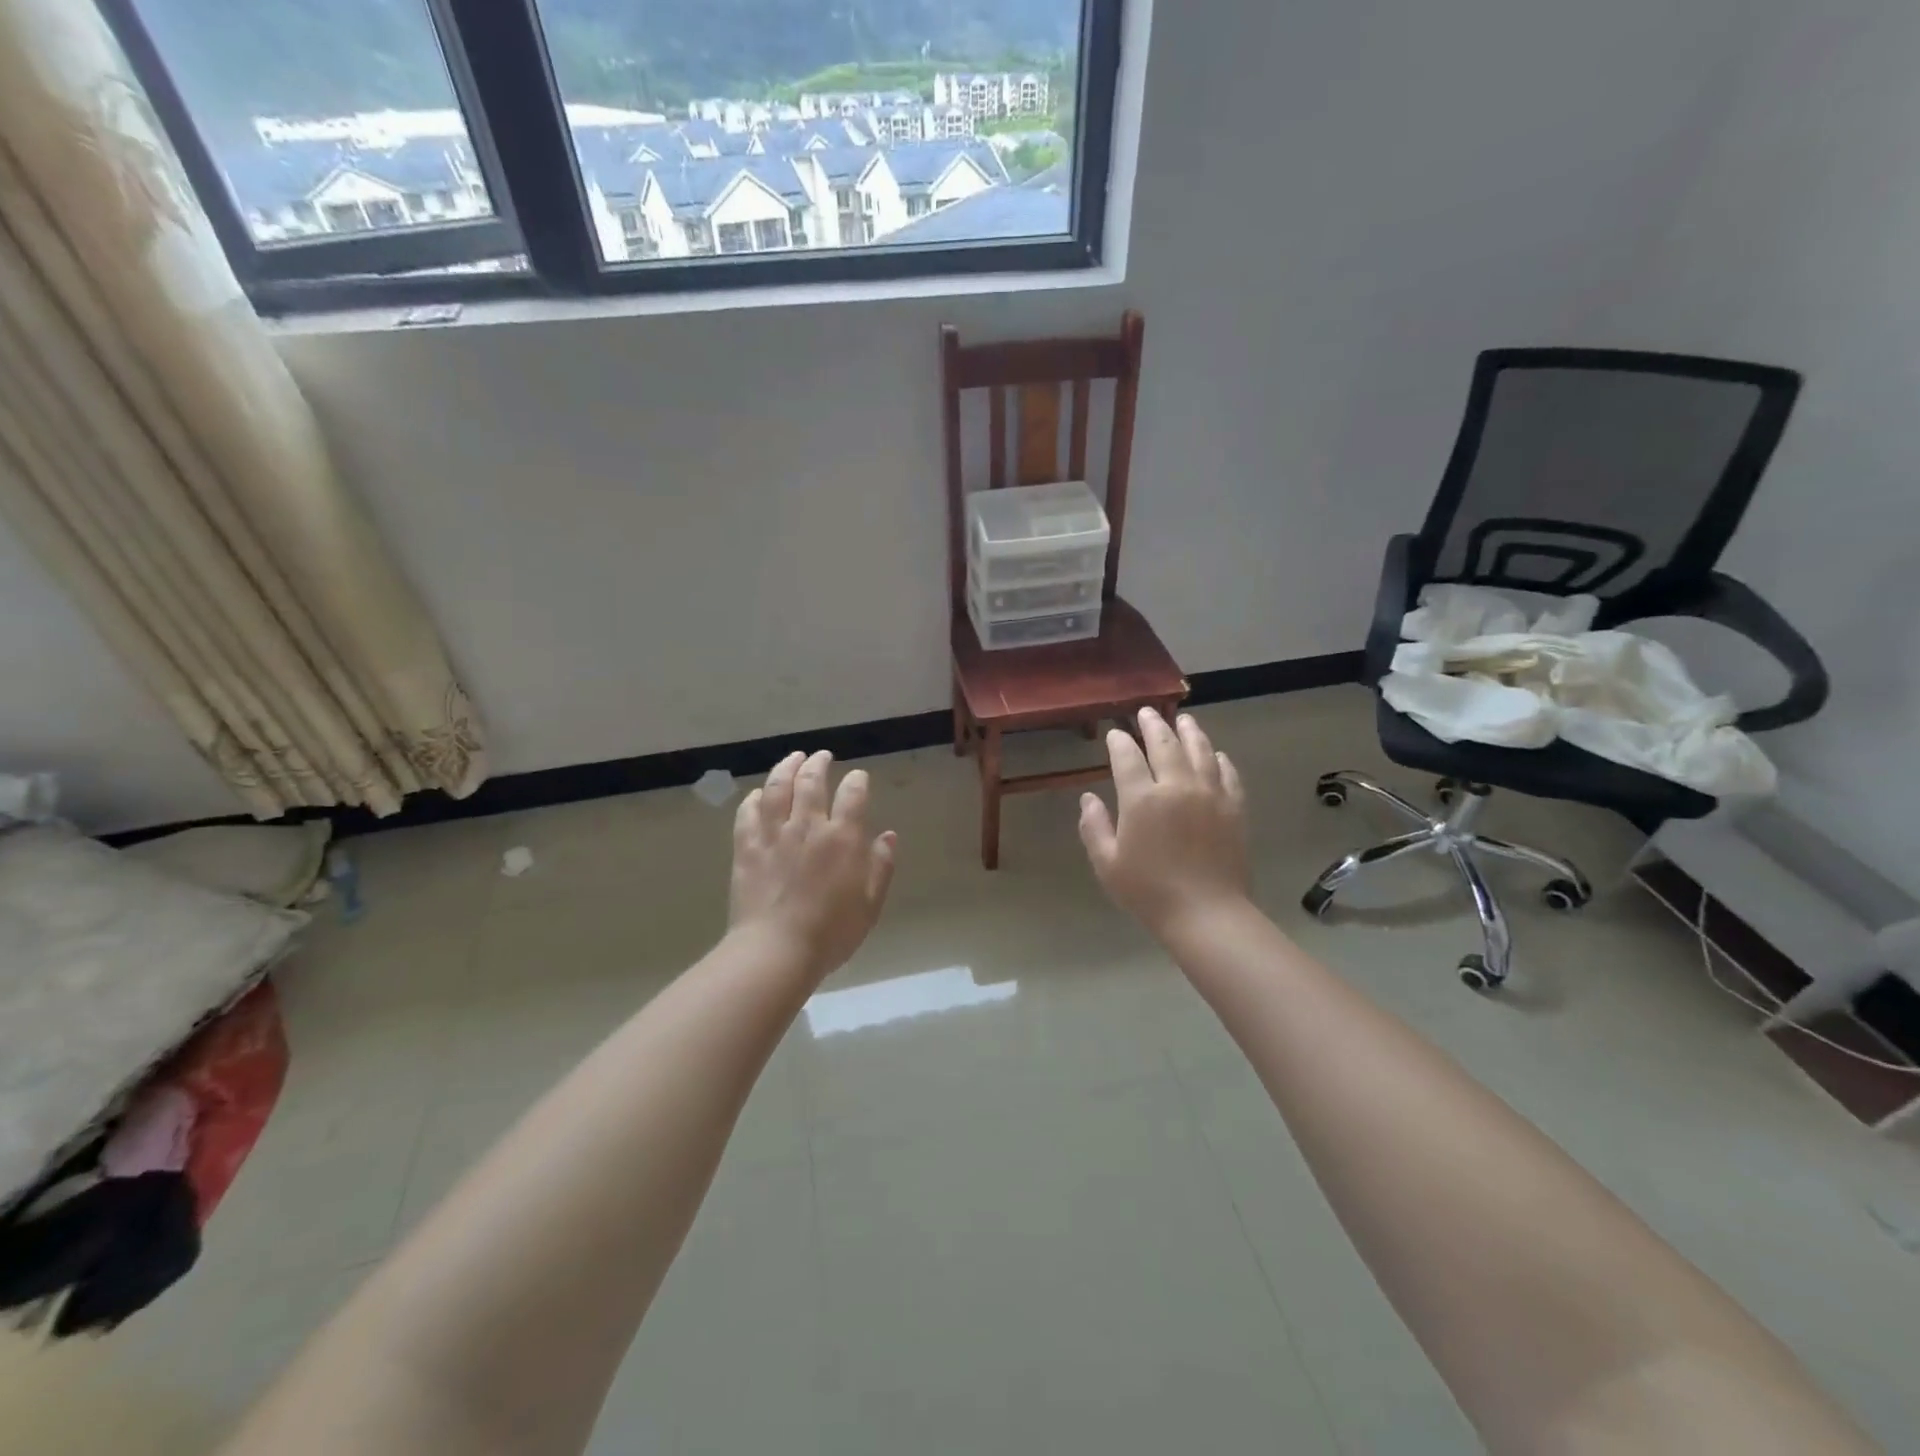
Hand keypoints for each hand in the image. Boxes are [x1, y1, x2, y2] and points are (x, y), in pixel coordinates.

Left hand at [729, 750, 897, 979]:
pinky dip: (754, 799)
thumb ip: (881, 866)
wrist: (776, 950)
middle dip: (818, 763)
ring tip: (792, 758)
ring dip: (786, 768)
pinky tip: (758, 794)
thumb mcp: (870, 904)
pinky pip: (748, 814)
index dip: (857, 781)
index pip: (853, 795)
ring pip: (777, 788)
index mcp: (842, 838)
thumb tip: (888, 836)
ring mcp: (773, 835)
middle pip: (811, 782)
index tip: (858, 777)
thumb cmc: (831, 932)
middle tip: (822, 756)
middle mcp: (807, 826)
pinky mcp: (747, 848)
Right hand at [1078, 708, 1249, 940]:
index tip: (1115, 734)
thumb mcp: (1107, 863)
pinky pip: (1227, 774)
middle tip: (1147, 712)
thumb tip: (1088, 798)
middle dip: (1153, 725)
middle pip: (1165, 744)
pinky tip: (1215, 755)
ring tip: (1184, 720)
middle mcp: (1177, 786)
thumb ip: (1094, 826)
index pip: (1127, 757)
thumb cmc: (1149, 891)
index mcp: (1141, 798)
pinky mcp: (1234, 808)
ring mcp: (1210, 794)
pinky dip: (1219, 760)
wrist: (1206, 913)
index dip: (1119, 742)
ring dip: (1190, 732)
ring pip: (1200, 751)